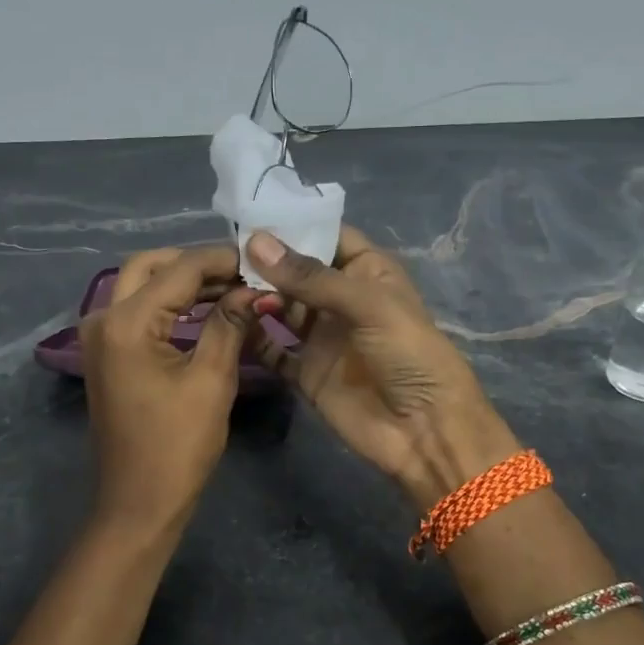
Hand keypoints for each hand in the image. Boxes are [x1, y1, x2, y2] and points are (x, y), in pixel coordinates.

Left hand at [80, 245, 254, 531]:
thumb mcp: (211, 381)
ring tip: (233, 289)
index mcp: (126, 322)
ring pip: (141, 286)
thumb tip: (255, 289)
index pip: (180, 269)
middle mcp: (103, 318)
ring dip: (183, 282)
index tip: (261, 260)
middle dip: (196, 264)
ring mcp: (100, 337)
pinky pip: (138, 312)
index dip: (222, 260)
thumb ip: (230, 324)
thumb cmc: (178, 446)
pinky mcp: (107, 355)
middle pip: (150, 267)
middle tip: (242, 273)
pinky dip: (170, 305)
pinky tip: (206, 311)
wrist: (139, 502)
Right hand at [243, 227, 519, 507]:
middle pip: (296, 271)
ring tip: (220, 282)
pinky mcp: (305, 371)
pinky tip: (227, 322)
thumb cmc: (409, 354)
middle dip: (264, 261)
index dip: (293, 224)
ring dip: (255, 295)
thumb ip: (311, 277)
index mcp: (367, 272)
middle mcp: (341, 300)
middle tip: (222, 250)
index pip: (327, 236)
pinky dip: (252, 336)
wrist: (424, 430)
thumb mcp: (368, 305)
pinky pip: (272, 348)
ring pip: (280, 306)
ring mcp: (321, 336)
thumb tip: (255, 242)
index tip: (249, 214)